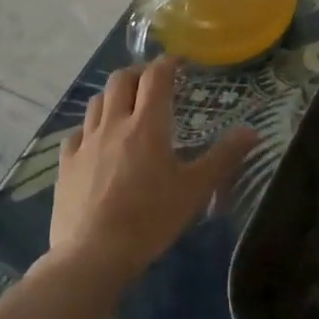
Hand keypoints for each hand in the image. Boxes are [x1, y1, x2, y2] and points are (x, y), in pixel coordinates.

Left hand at [49, 56, 257, 284]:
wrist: (92, 255)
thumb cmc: (150, 219)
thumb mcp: (195, 190)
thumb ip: (224, 157)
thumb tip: (252, 131)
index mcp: (147, 125)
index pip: (156, 77)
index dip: (167, 63)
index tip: (179, 62)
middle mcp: (114, 124)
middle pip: (121, 79)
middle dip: (138, 73)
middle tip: (153, 83)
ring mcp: (85, 143)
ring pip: (97, 101)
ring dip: (114, 96)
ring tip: (126, 107)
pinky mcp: (66, 164)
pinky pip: (77, 133)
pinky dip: (90, 128)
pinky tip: (96, 143)